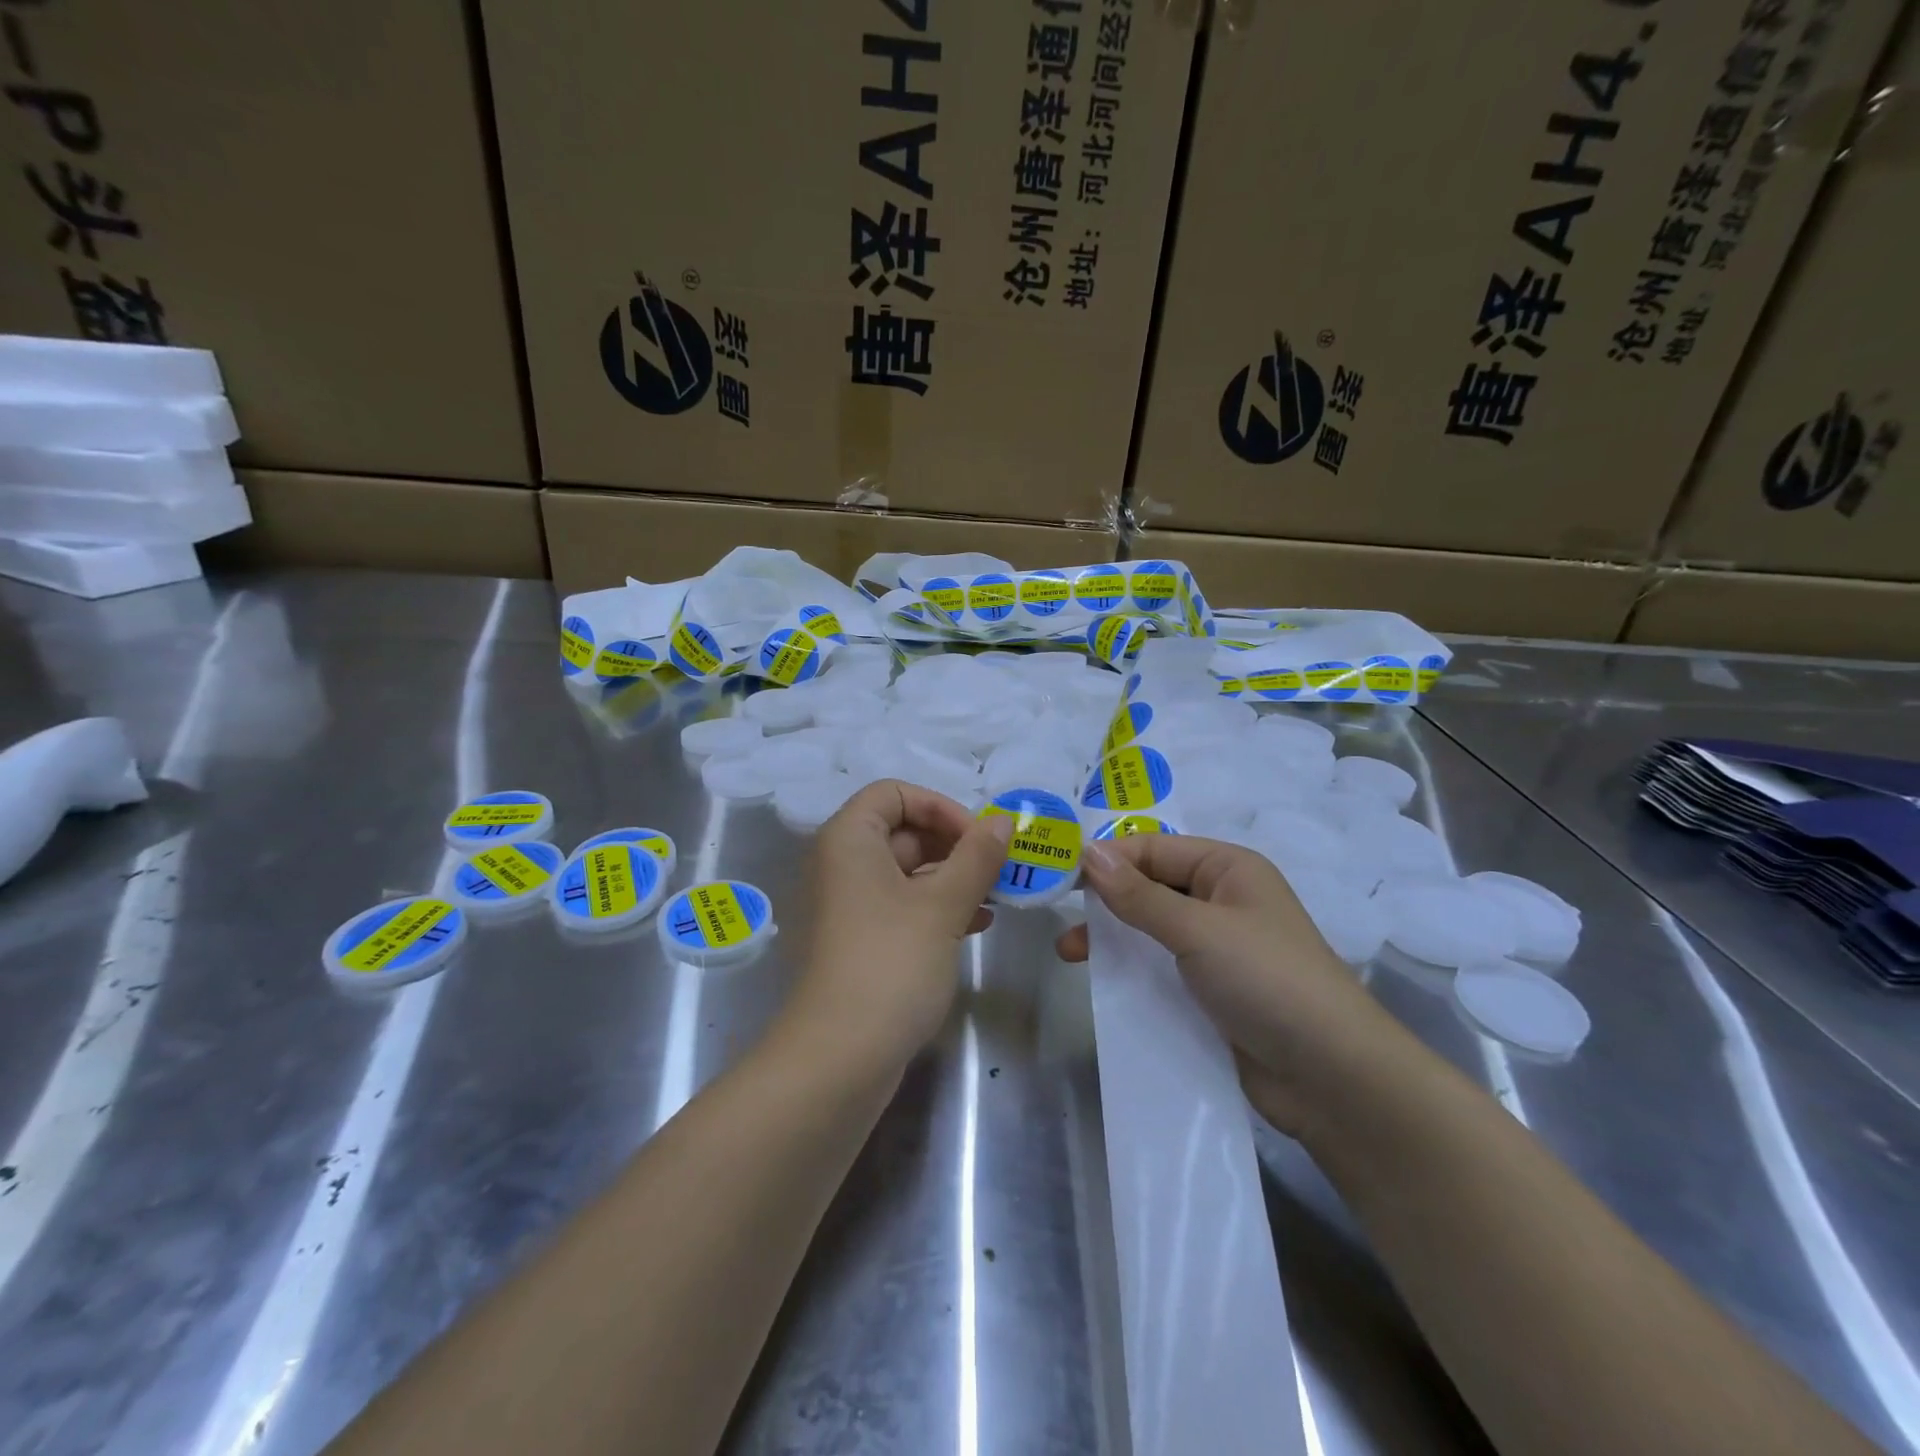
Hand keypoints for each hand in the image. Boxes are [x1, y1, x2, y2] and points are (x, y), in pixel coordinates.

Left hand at [782, 780, 1013, 1076]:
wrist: (839, 1058)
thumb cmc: (891, 963)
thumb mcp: (942, 905)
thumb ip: (977, 856)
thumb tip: (1003, 820)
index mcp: (849, 839)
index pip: (895, 793)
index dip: (940, 807)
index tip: (979, 839)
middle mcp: (841, 864)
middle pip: (902, 830)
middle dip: (954, 845)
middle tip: (999, 869)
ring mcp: (847, 905)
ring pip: (906, 871)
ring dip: (952, 878)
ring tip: (996, 898)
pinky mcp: (859, 940)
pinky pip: (901, 905)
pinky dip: (936, 907)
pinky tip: (975, 924)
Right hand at [1057, 834, 1409, 1136]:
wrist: (1332, 1076)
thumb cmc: (1266, 979)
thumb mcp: (1198, 929)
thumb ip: (1139, 894)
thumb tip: (1088, 852)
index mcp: (1228, 868)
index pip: (1154, 848)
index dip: (1108, 859)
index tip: (1059, 875)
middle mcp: (1222, 900)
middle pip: (1151, 886)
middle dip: (1106, 899)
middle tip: (1060, 916)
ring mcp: (1218, 948)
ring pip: (1152, 929)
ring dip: (1113, 936)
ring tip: (1070, 954)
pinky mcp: (1212, 991)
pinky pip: (1162, 967)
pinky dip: (1132, 968)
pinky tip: (1102, 982)